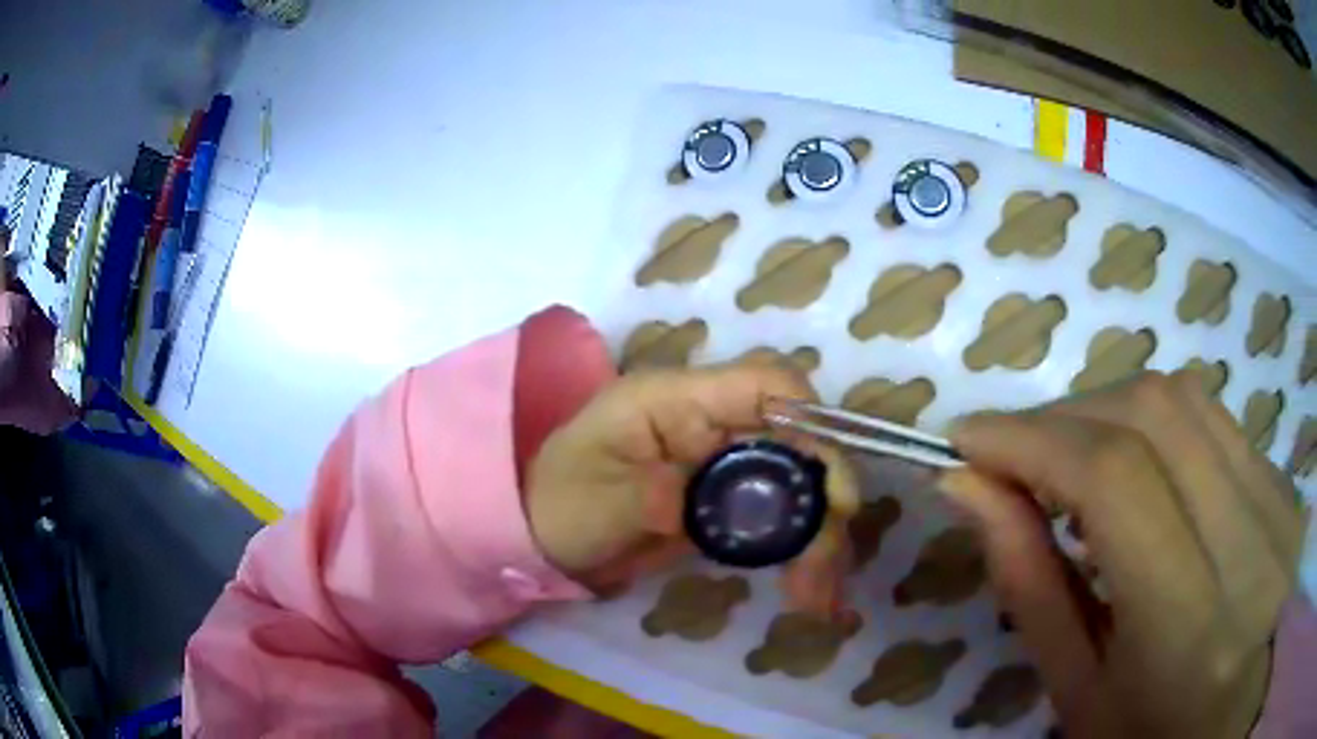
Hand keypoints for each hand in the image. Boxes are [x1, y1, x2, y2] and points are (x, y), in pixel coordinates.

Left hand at [526, 362, 859, 614]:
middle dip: (823, 497)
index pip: (763, 384)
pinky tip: (808, 587)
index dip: (809, 424)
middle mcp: (712, 421)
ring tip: (817, 592)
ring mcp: (722, 461)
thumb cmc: (559, 502)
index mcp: (676, 399)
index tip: (831, 492)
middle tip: (831, 560)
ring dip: (817, 533)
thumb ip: (646, 497)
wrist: (546, 536)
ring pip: (795, 481)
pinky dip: (799, 548)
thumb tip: (696, 505)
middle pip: (793, 438)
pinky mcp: (726, 499)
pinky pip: (777, 514)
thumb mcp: (594, 501)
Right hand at [942, 372, 1306, 737]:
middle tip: (1017, 452)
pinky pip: (1218, 421)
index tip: (968, 440)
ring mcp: (1280, 505)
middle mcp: (1251, 547)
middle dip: (1067, 414)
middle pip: (1155, 412)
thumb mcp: (1080, 695)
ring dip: (1111, 409)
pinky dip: (1160, 425)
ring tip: (1073, 456)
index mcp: (1191, 634)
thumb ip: (1032, 588)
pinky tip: (1145, 471)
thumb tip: (970, 488)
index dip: (1032, 439)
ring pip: (1189, 399)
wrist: (1232, 721)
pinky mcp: (1287, 486)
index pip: (1116, 481)